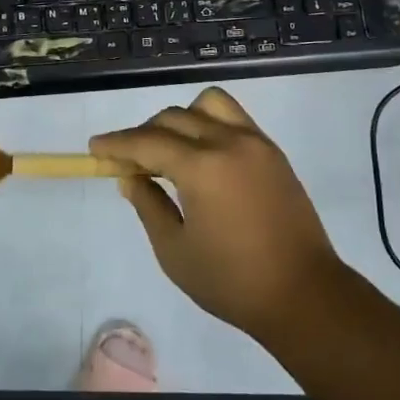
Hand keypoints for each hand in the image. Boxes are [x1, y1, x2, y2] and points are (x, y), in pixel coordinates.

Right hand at [90, 86, 341, 342]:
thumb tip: (131, 177)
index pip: (147, 141)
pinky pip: (233, 117)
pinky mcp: (272, 151)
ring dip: (180, 120)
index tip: (94, 148)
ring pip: (207, 105)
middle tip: (127, 162)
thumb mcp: (175, 251)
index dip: (116, 144)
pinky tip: (202, 153)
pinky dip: (209, 123)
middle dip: (143, 134)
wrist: (304, 295)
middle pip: (173, 118)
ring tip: (171, 151)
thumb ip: (148, 205)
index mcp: (202, 167)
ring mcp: (255, 142)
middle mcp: (228, 142)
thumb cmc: (232, 281)